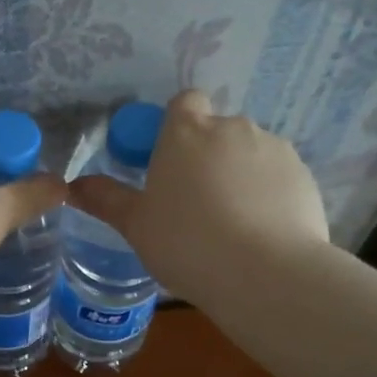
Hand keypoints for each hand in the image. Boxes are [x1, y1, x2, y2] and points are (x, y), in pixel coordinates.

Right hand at [67, 89, 330, 307]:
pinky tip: (262, 232)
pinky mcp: (304, 175)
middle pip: (217, 131)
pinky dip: (269, 194)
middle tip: (196, 203)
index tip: (170, 161)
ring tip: (233, 224)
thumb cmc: (186, 243)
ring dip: (240, 174)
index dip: (178, 125)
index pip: (184, 103)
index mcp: (186, 132)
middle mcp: (232, 128)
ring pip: (250, 153)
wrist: (265, 274)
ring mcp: (273, 149)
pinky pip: (278, 177)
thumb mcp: (136, 226)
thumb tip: (73, 186)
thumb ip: (106, 200)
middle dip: (208, 156)